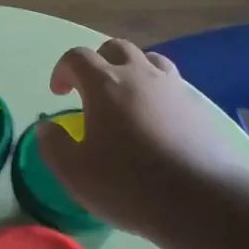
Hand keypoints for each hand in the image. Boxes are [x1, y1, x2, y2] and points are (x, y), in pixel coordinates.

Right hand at [37, 39, 248, 239]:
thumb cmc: (128, 184)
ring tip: (126, 98)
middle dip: (98, 62)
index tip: (59, 93)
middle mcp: (139, 75)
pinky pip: (172, 85)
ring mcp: (173, 88)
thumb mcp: (75, 173)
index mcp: (104, 85)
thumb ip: (54, 146)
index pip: (77, 57)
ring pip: (149, 60)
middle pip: (115, 48)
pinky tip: (156, 121)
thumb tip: (47, 128)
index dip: (63, 70)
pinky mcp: (199, 108)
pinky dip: (157, 92)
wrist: (202, 200)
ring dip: (131, 70)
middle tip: (90, 90)